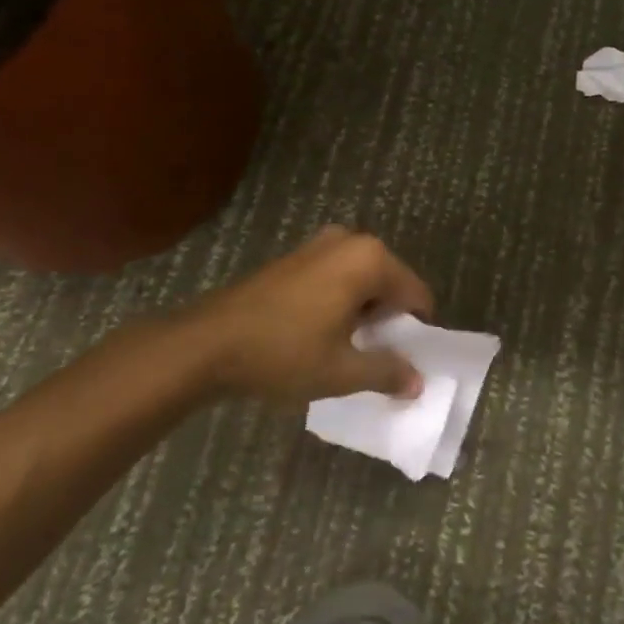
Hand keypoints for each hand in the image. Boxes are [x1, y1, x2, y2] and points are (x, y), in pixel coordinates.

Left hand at [169, 227, 435, 411]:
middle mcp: (350, 241)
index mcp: (370, 260)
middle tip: (373, 356)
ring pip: (362, 280)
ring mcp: (319, 244)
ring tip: (347, 348)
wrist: (205, 343)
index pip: (416, 294)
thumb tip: (418, 382)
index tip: (403, 360)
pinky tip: (321, 332)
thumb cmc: (282, 353)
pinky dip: (341, 301)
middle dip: (389, 319)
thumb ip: (387, 372)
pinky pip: (337, 276)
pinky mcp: (295, 256)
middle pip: (390, 283)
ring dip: (364, 311)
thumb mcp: (341, 371)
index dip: (416, 330)